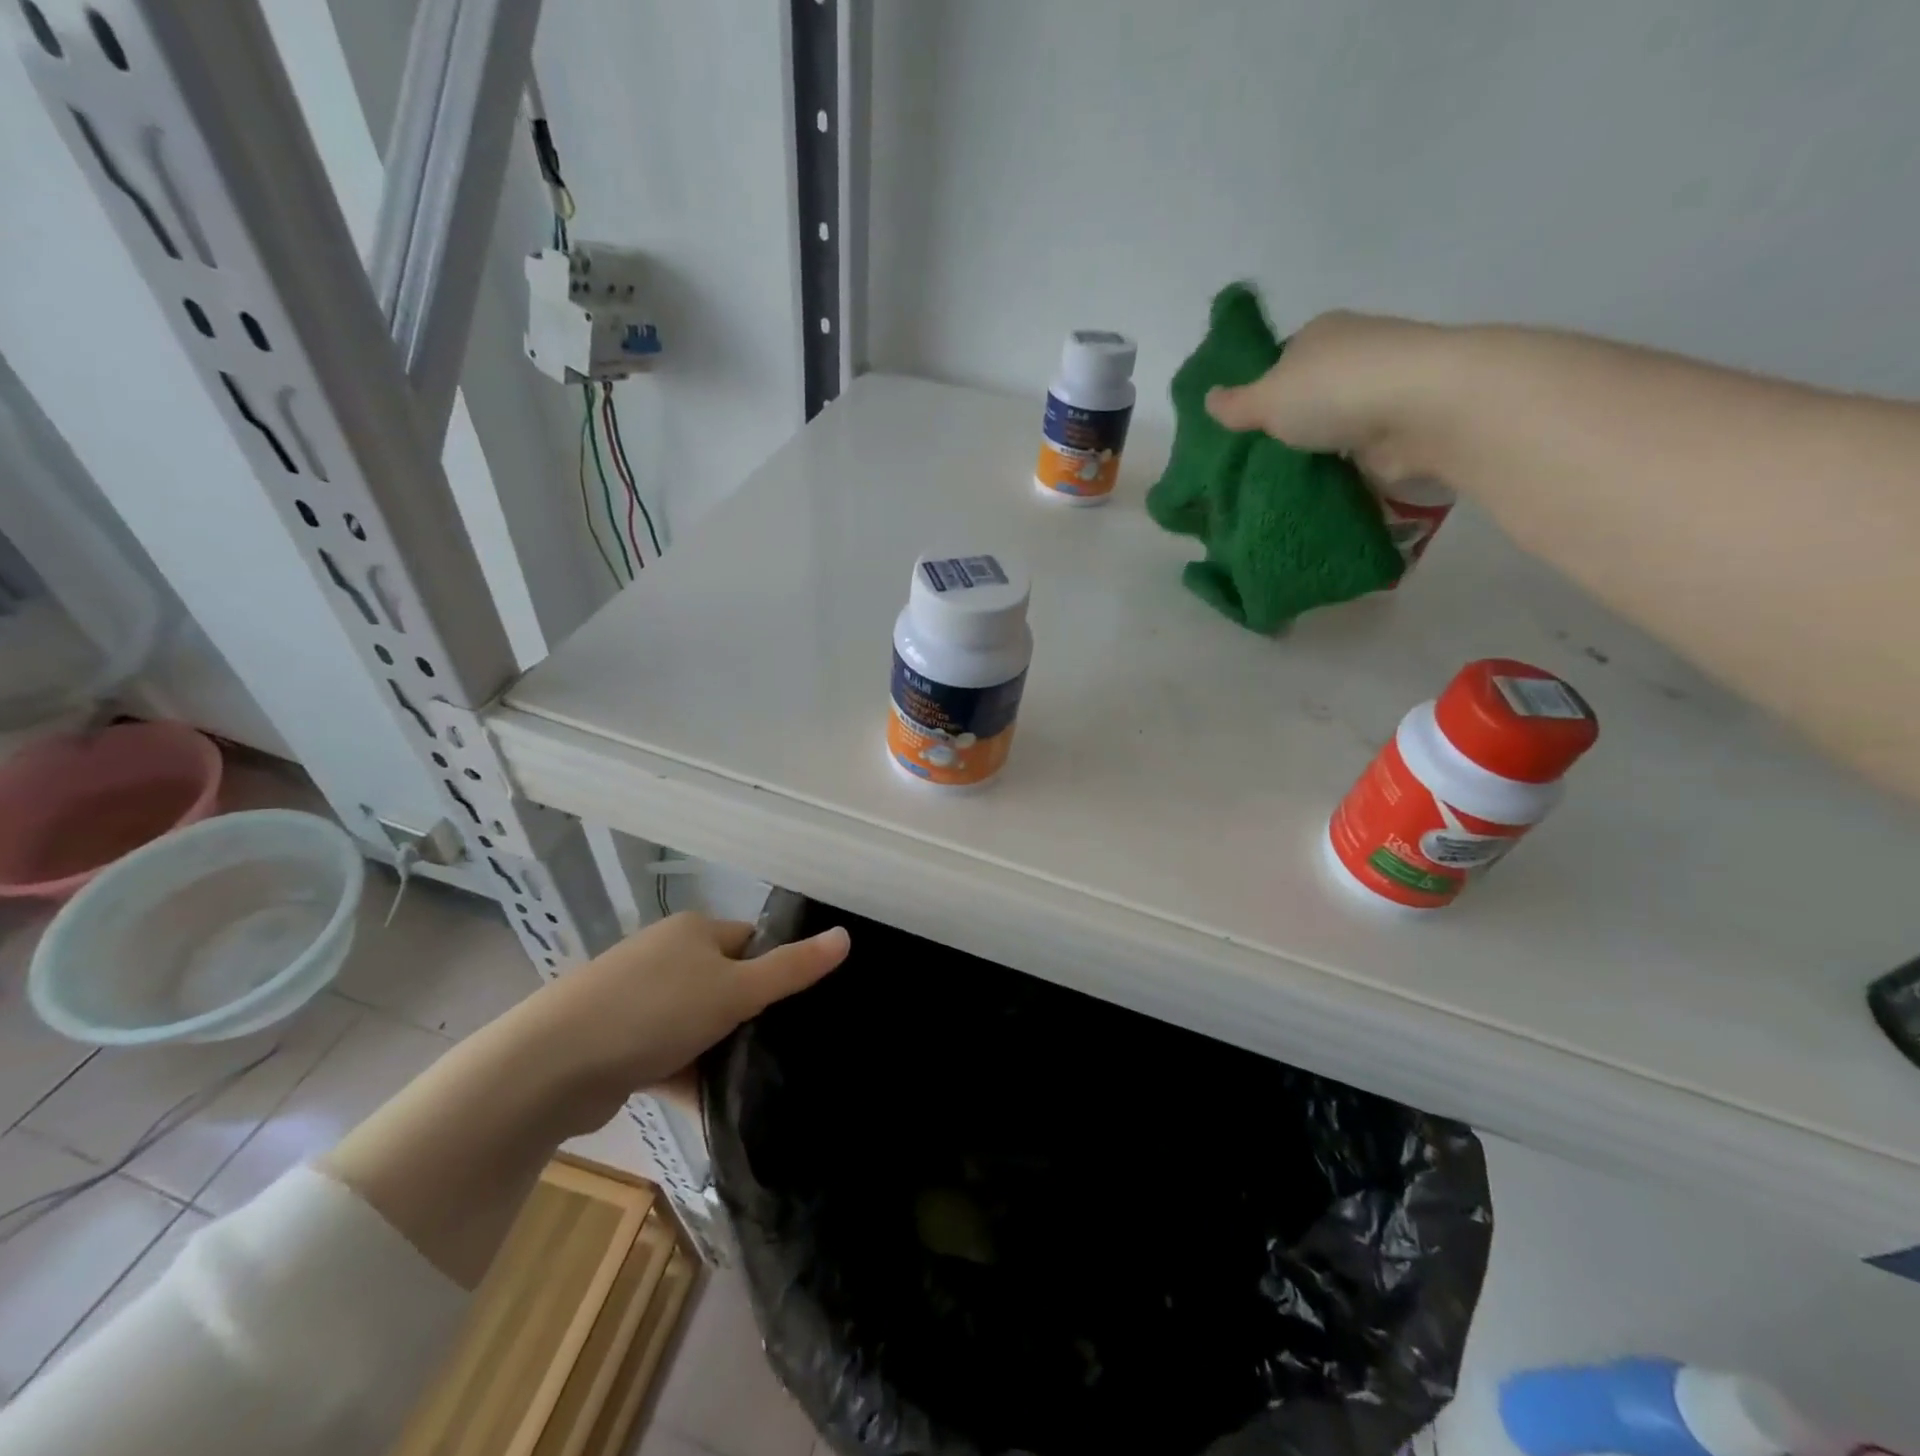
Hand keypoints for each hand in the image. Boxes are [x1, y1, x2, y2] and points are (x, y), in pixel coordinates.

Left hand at [507, 911, 850, 1134]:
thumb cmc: (654, 1011)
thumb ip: (793, 967)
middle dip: (750, 1015)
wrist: (551, 1066)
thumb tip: (846, 935)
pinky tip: (712, 1105)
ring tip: (755, 1082)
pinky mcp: (618, 1041)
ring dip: (719, 1050)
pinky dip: (689, 1074)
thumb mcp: (736, 989)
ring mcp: (638, 999)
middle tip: (781, 1048)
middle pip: (727, 981)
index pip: (752, 940)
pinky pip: (669, 1053)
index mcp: (694, 931)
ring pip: (698, 1022)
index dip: (778, 968)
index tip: (800, 1007)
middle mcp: (666, 956)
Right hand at [1202, 310, 1450, 483]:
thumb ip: (1236, 404)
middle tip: (1257, 463)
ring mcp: (1381, 392)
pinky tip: (1318, 492)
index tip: (1245, 430)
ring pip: (1334, 427)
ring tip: (1281, 485)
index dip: (1262, 393)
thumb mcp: (1267, 398)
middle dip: (1289, 426)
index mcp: (1321, 334)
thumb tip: (1208, 398)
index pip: (1282, 361)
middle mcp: (1354, 355)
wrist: (1421, 409)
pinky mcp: (1401, 429)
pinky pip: (1358, 455)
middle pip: (1309, 396)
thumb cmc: (1335, 390)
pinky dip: (1343, 472)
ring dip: (1317, 453)